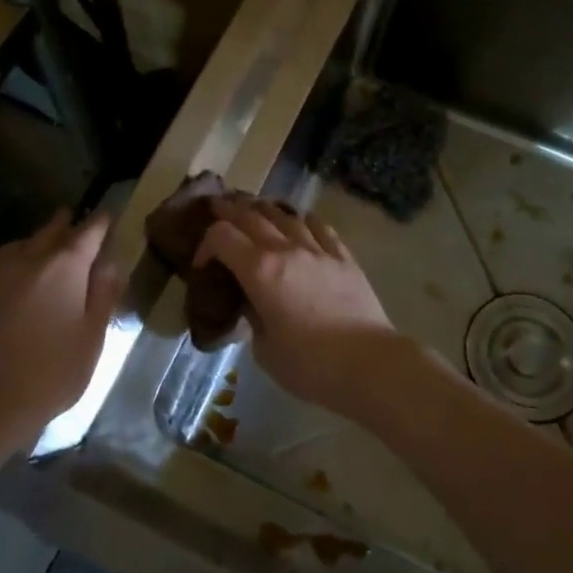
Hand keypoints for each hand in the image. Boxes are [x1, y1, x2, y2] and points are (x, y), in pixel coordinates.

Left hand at [0, 210, 122, 447]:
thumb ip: (103, 295)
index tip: (107, 215)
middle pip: (50, 231)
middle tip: (73, 220)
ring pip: (18, 246)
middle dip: (65, 224)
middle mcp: (29, 261)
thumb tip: (110, 264)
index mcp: (66, 267)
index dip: (101, 222)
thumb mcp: (93, 337)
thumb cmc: (52, 372)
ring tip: (40, 249)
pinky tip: (5, 284)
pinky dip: (3, 270)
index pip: (89, 232)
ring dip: (33, 243)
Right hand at [195, 199, 416, 420]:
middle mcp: (286, 249)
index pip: (222, 237)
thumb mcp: (264, 349)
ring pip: (286, 215)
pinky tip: (300, 222)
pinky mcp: (344, 257)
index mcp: (260, 271)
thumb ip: (252, 317)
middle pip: (251, 216)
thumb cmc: (310, 365)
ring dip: (265, 209)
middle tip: (217, 208)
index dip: (205, 244)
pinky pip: (320, 227)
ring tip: (255, 208)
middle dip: (229, 211)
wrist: (369, 364)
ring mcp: (318, 250)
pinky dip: (303, 220)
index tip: (203, 264)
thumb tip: (252, 302)